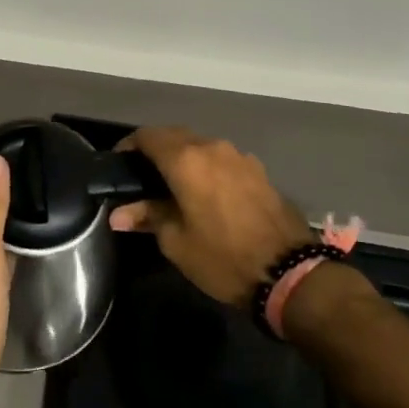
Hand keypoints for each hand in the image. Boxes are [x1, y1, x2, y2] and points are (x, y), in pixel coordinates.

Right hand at [109, 127, 314, 307]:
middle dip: (155, 150)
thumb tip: (118, 214)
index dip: (128, 146)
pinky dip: (207, 167)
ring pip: (200, 145)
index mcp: (185, 160)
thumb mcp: (176, 242)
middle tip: (142, 177)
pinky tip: (206, 192)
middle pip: (174, 135)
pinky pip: (221, 158)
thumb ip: (147, 217)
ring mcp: (238, 156)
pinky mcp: (257, 169)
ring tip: (173, 185)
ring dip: (183, 157)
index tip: (119, 166)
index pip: (147, 136)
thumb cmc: (222, 257)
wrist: (290, 272)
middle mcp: (211, 147)